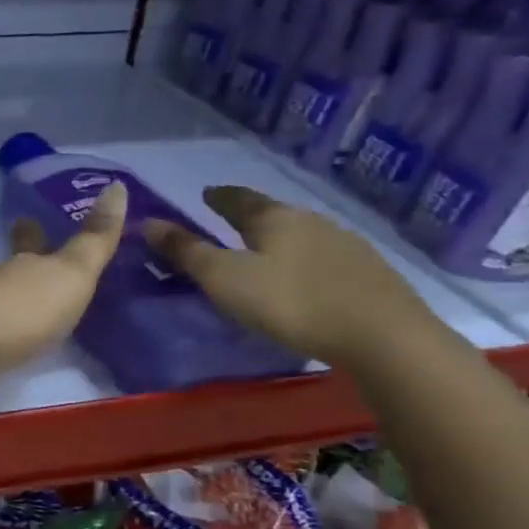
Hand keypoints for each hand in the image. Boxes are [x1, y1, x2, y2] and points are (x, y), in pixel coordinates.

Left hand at [0, 182, 126, 379]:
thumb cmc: (24, 306)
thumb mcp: (71, 272)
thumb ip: (94, 239)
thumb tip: (117, 185)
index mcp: (25, 263)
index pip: (29, 239)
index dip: (32, 229)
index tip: (28, 218)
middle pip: (13, 272)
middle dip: (25, 268)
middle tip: (38, 265)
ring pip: (1, 303)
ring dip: (16, 304)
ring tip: (36, 312)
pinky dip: (4, 337)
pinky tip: (12, 345)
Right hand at [145, 185, 435, 366]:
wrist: (381, 335)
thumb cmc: (290, 302)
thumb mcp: (224, 279)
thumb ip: (186, 252)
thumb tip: (147, 222)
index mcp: (273, 218)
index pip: (239, 199)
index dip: (220, 197)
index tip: (207, 194)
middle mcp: (311, 221)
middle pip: (273, 214)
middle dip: (251, 219)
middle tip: (231, 227)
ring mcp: (345, 245)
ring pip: (302, 236)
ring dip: (281, 241)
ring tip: (266, 255)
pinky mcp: (369, 273)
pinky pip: (325, 259)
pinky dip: (306, 263)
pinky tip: (305, 280)